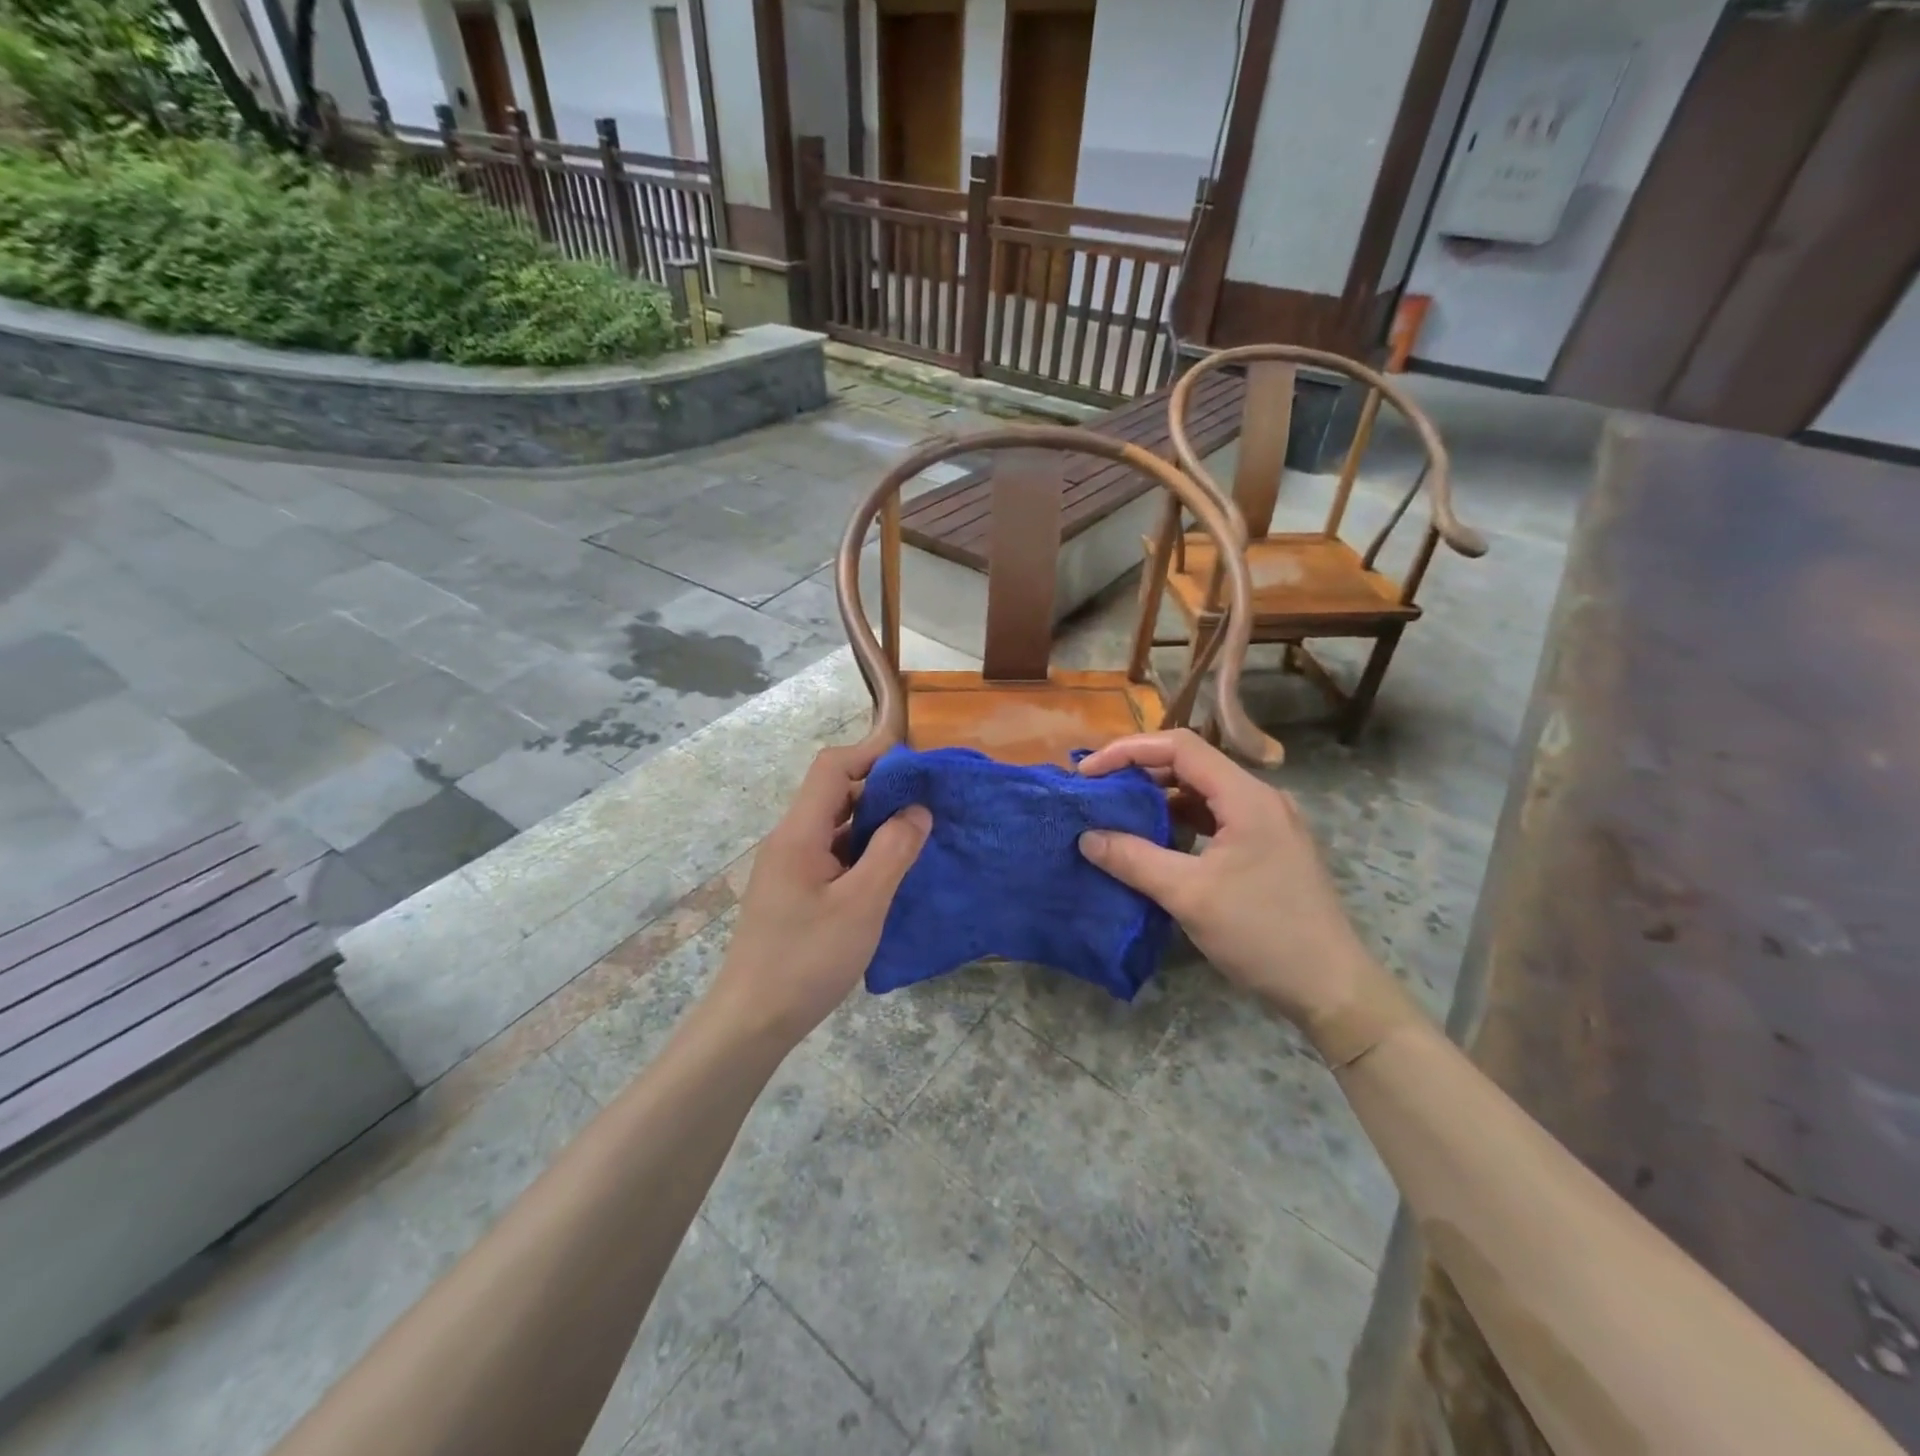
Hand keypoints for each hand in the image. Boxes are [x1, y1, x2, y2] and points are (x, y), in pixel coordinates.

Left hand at [709, 743, 930, 1046]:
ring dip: (875, 824)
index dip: (872, 755)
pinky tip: (892, 870)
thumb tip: (918, 809)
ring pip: (836, 827)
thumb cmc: (807, 960)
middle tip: (929, 802)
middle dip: (881, 790)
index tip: (917, 765)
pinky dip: (864, 852)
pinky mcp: (796, 892)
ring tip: (920, 833)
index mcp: (799, 833)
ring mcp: (791, 867)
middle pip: (835, 794)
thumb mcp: (862, 904)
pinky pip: (834, 855)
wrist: (752, 1022)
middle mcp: (790, 841)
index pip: (832, 768)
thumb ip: (893, 851)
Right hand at [1077, 730, 1404, 1059]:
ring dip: (1158, 799)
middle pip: (1191, 765)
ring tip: (1116, 815)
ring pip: (1202, 793)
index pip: (1180, 747)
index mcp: (1247, 797)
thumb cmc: (1262, 934)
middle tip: (1096, 792)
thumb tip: (1086, 837)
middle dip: (1139, 773)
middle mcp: (1260, 798)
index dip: (1129, 750)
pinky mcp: (1265, 848)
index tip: (1088, 773)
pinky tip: (1154, 842)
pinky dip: (1179, 822)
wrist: (1331, 987)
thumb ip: (1133, 859)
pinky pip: (1214, 819)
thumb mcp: (1189, 895)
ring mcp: (1266, 823)